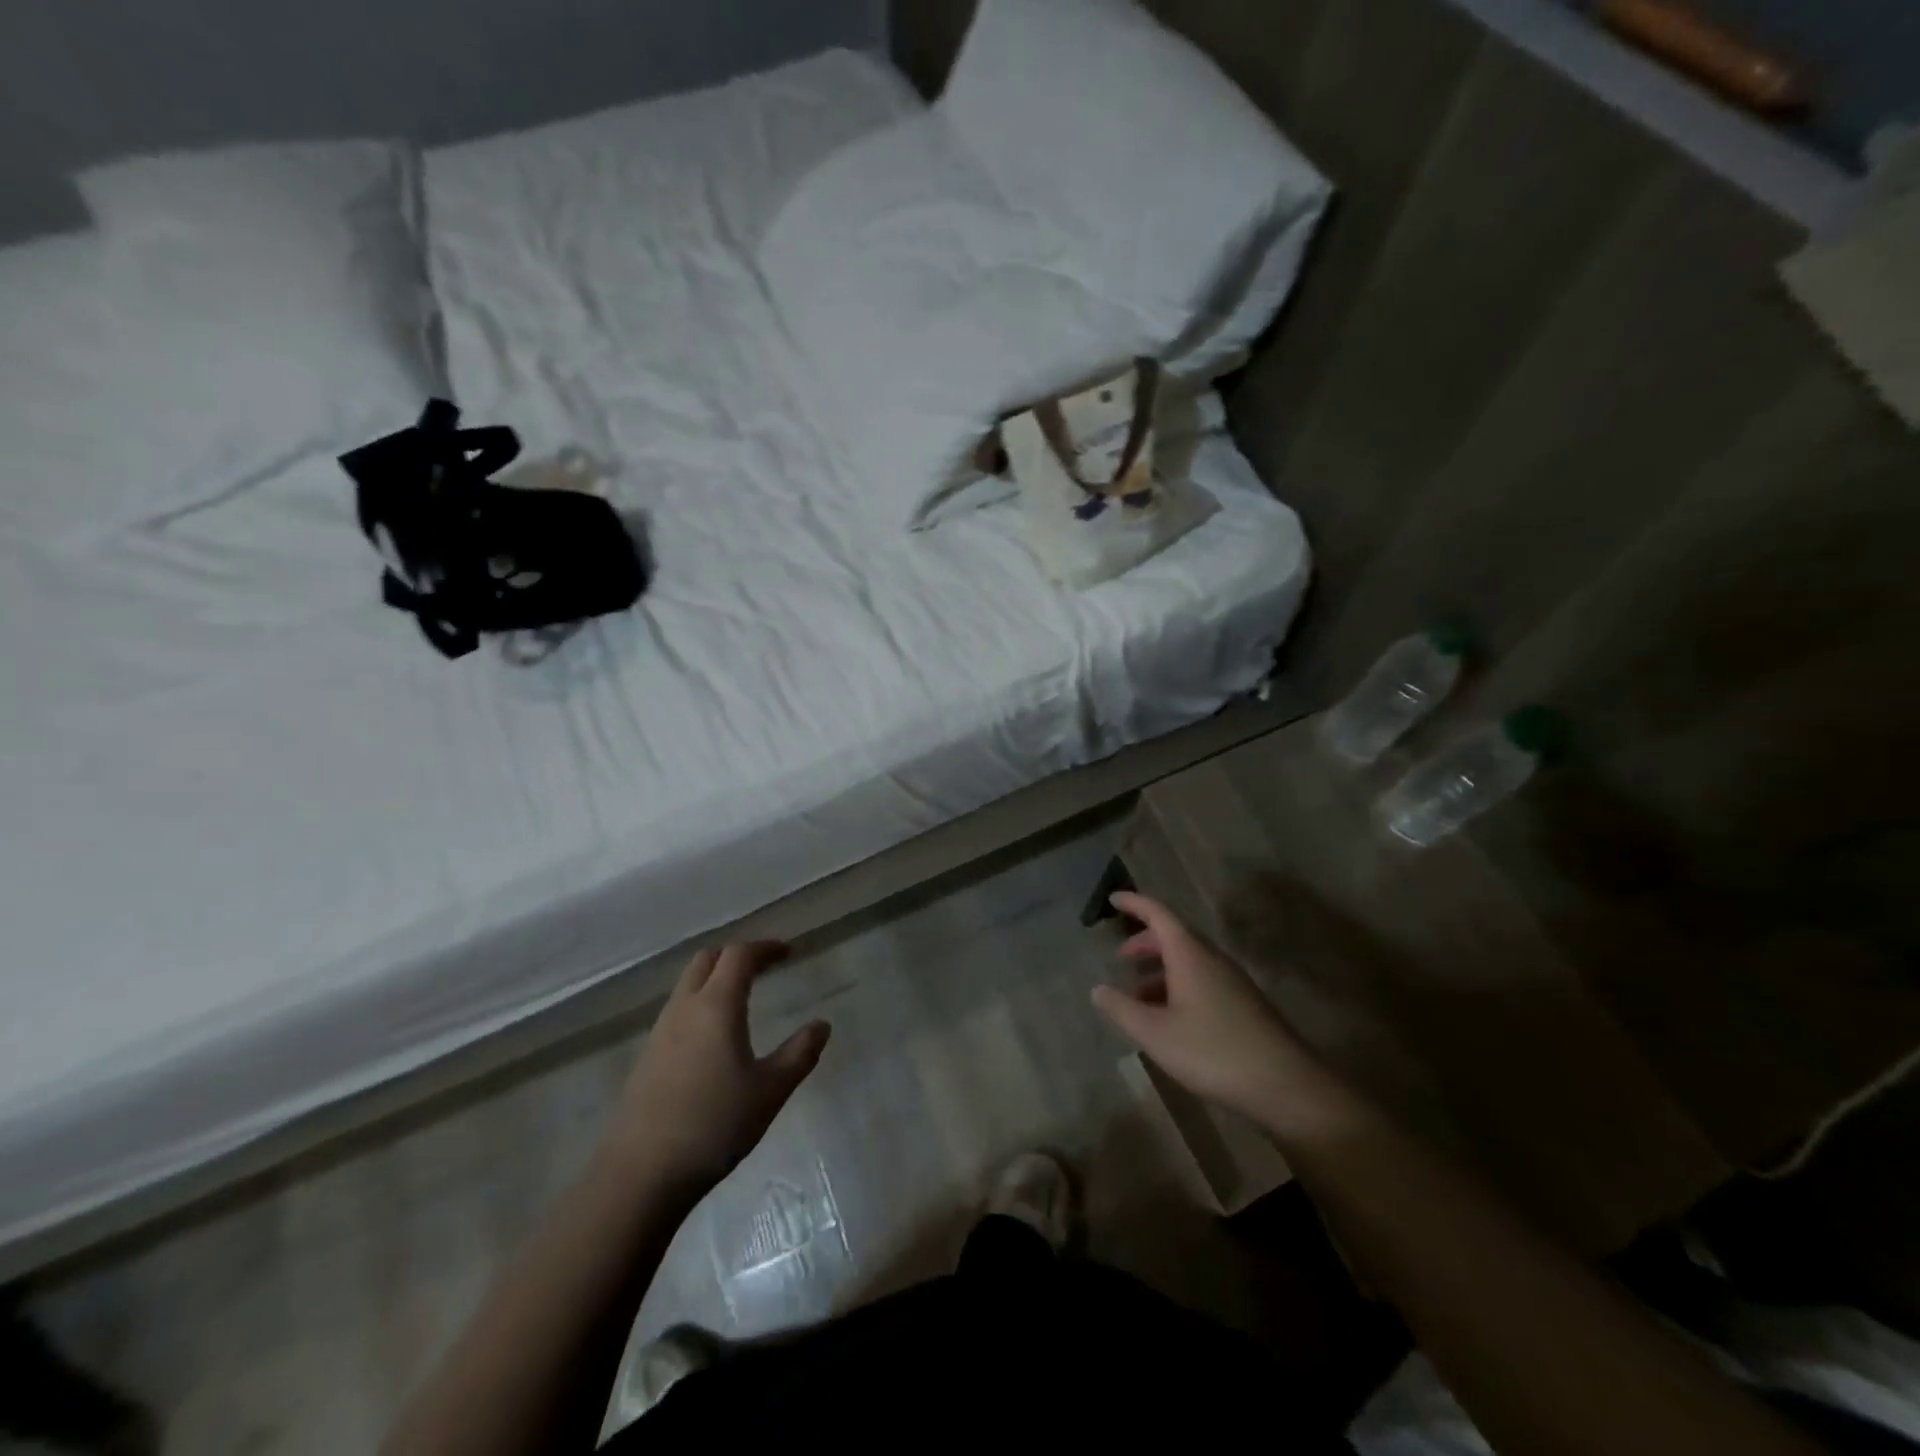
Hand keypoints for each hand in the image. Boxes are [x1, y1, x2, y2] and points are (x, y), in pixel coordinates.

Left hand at [599, 942, 829, 1195]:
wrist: (638, 1175)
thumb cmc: (713, 1125)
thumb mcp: (770, 1091)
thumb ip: (800, 1054)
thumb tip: (822, 1025)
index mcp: (717, 1005)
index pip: (740, 955)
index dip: (766, 948)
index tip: (788, 952)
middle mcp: (685, 1008)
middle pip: (708, 959)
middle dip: (737, 956)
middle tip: (764, 968)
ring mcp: (660, 1032)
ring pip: (688, 984)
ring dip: (715, 978)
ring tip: (742, 997)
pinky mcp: (647, 1057)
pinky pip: (678, 1010)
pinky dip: (700, 1003)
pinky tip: (714, 1036)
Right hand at [1091, 893, 1307, 1123]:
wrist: (1285, 1086)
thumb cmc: (1212, 1051)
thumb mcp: (1155, 1033)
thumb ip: (1122, 1009)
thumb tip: (1098, 989)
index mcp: (1190, 954)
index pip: (1159, 913)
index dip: (1135, 904)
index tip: (1114, 899)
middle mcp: (1212, 959)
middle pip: (1175, 936)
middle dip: (1146, 941)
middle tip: (1122, 956)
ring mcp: (1232, 982)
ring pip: (1190, 962)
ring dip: (1161, 969)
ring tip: (1138, 995)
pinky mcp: (1244, 1005)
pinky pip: (1203, 981)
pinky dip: (1178, 987)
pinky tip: (1169, 1019)